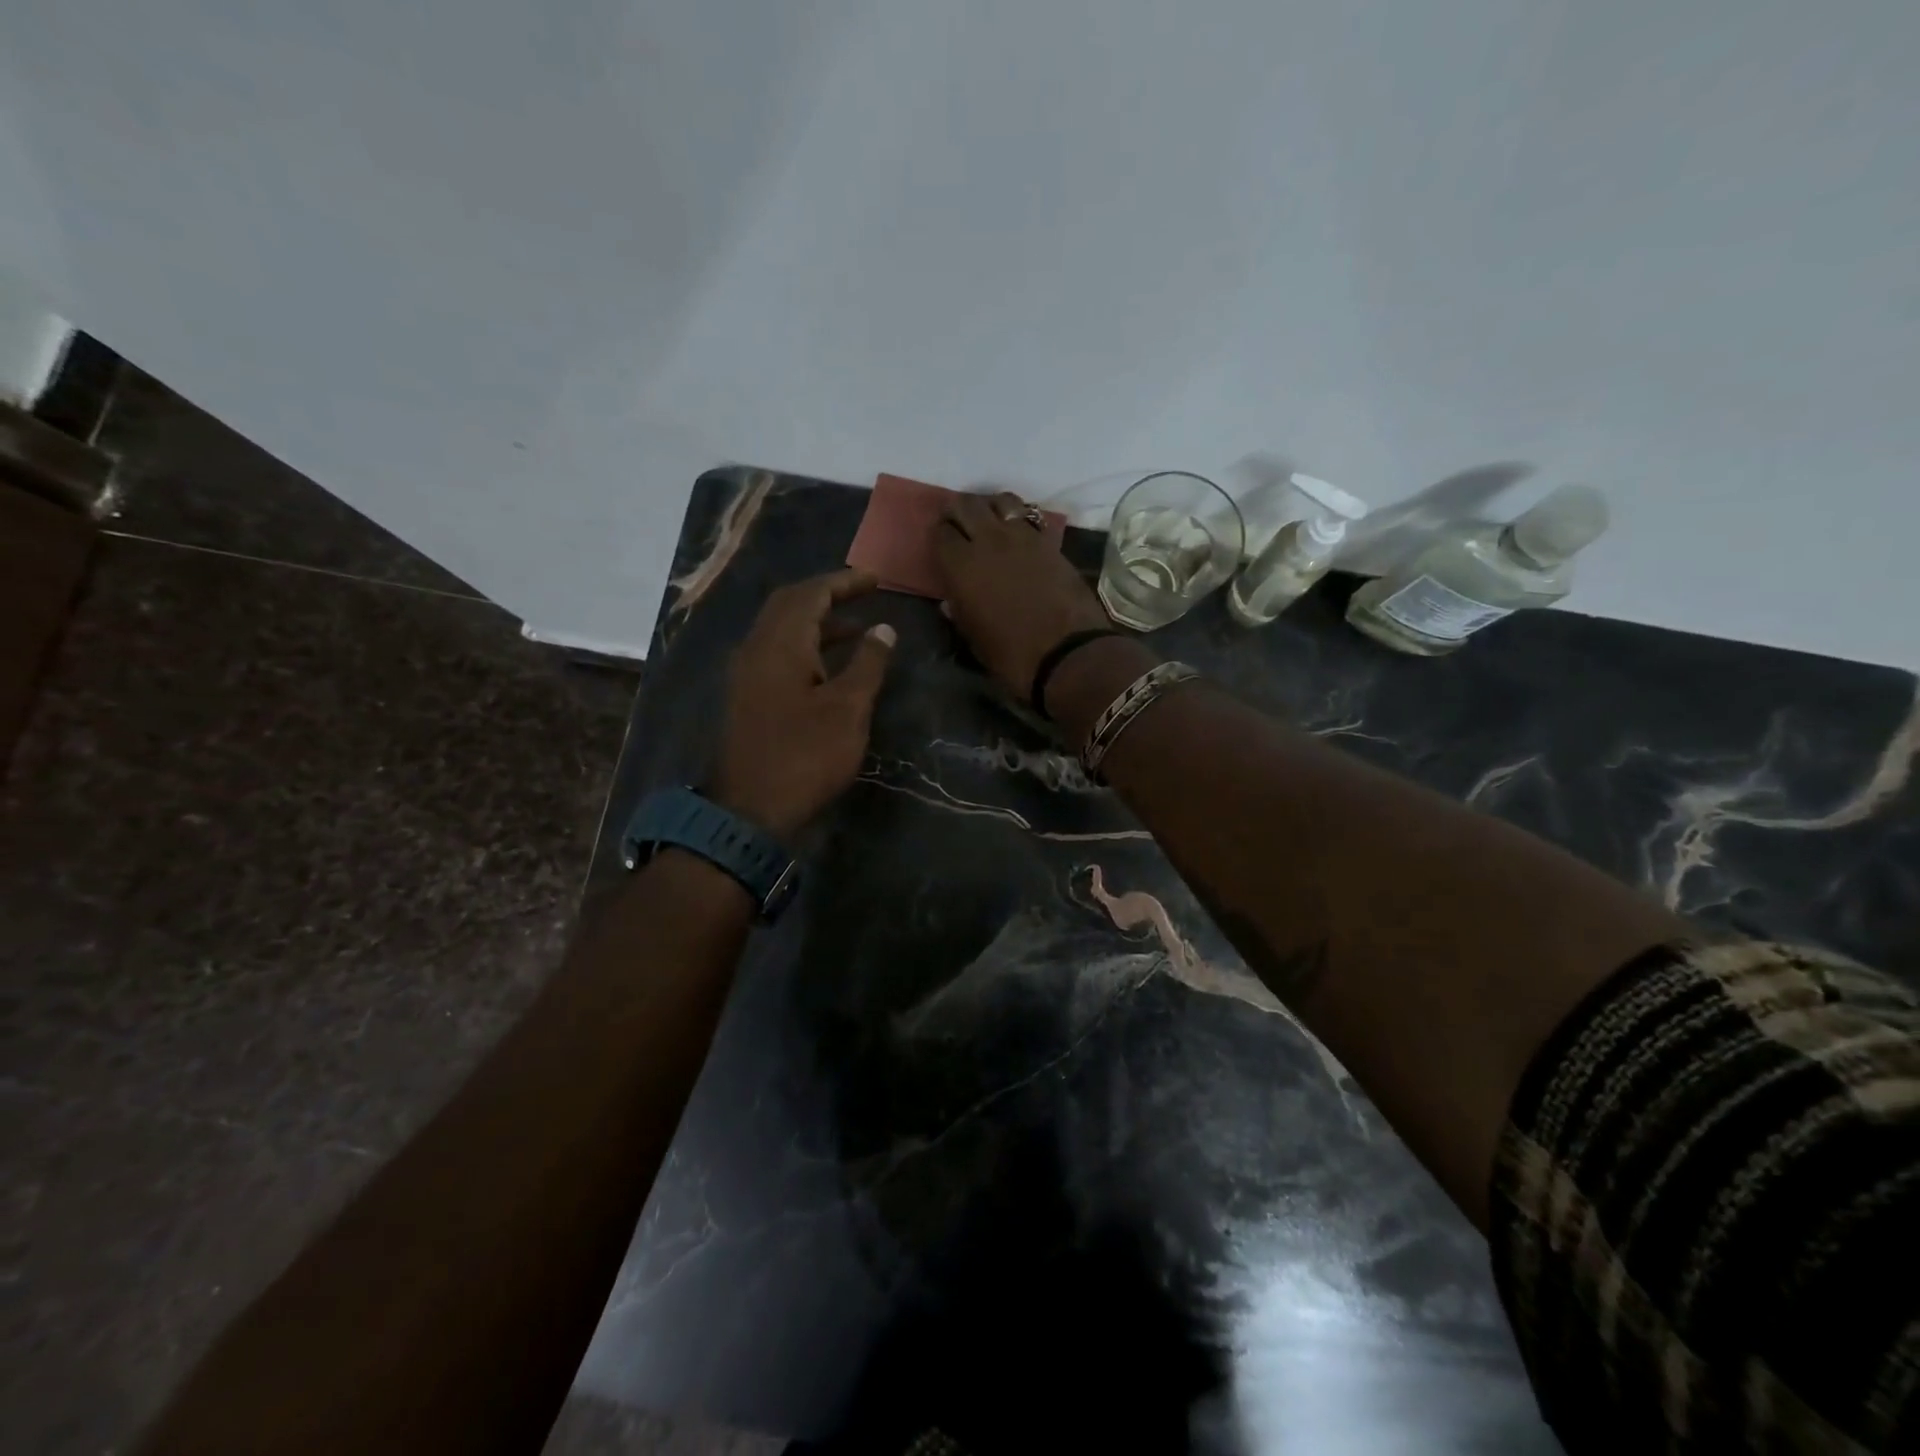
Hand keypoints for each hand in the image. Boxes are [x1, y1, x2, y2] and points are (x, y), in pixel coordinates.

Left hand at [710, 568, 895, 839]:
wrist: (749, 810)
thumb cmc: (805, 756)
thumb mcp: (848, 709)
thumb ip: (867, 664)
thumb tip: (883, 629)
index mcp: (779, 643)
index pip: (811, 593)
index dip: (844, 582)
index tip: (876, 580)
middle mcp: (756, 648)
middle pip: (789, 604)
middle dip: (827, 595)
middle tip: (863, 595)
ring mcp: (746, 674)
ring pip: (781, 630)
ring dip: (817, 623)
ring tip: (858, 630)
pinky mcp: (747, 697)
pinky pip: (777, 654)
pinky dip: (806, 647)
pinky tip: (830, 667)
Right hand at [931, 491, 1112, 703]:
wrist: (1066, 653)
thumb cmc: (1011, 654)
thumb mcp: (973, 638)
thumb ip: (959, 612)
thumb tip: (951, 600)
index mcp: (961, 565)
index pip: (941, 532)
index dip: (940, 536)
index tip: (943, 545)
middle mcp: (988, 540)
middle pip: (967, 505)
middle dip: (959, 512)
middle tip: (960, 526)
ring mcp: (1022, 536)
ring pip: (1001, 501)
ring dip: (991, 507)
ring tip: (991, 523)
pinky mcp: (1049, 541)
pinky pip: (1029, 516)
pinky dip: (1019, 518)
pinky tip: (1018, 534)